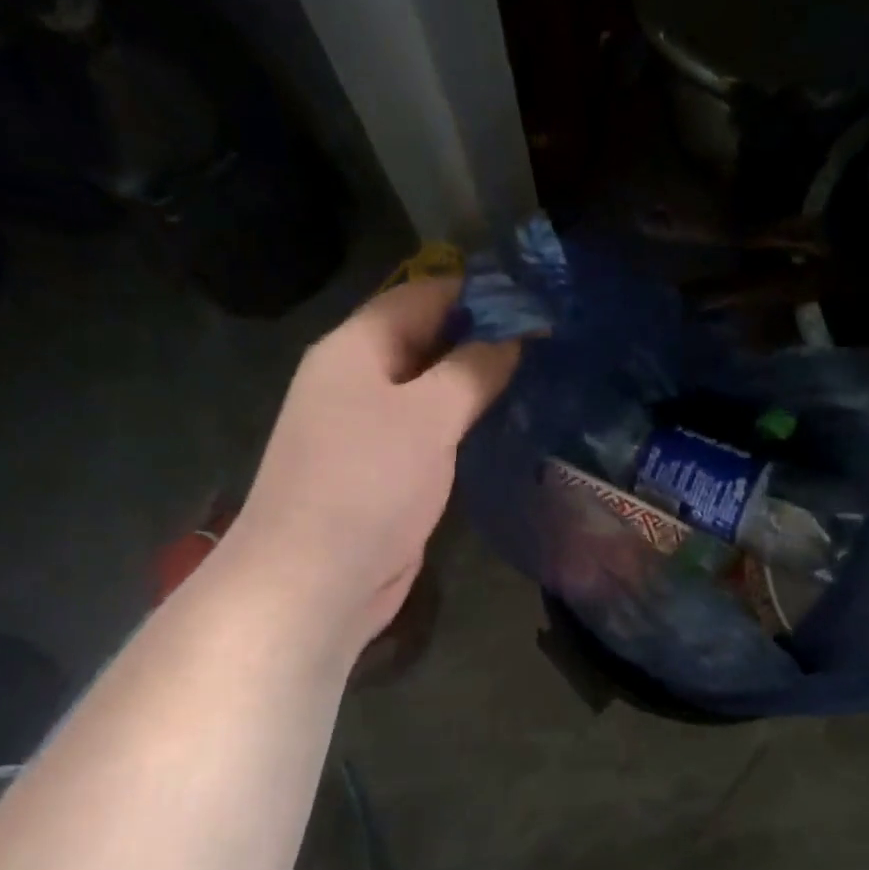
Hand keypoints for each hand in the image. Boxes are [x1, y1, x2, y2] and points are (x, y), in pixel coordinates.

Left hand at [225, 276, 518, 656]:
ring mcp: (372, 430)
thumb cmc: (367, 483)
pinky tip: (509, 426)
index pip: (421, 295)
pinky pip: (433, 434)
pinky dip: (467, 425)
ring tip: (543, 375)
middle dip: (484, 337)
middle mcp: (359, 381)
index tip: (538, 295)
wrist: (316, 579)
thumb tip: (514, 337)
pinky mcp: (389, 473)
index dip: (478, 290)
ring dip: (479, 384)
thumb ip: (472, 370)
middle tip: (552, 338)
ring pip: (433, 391)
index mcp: (355, 349)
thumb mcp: (426, 416)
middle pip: (427, 341)